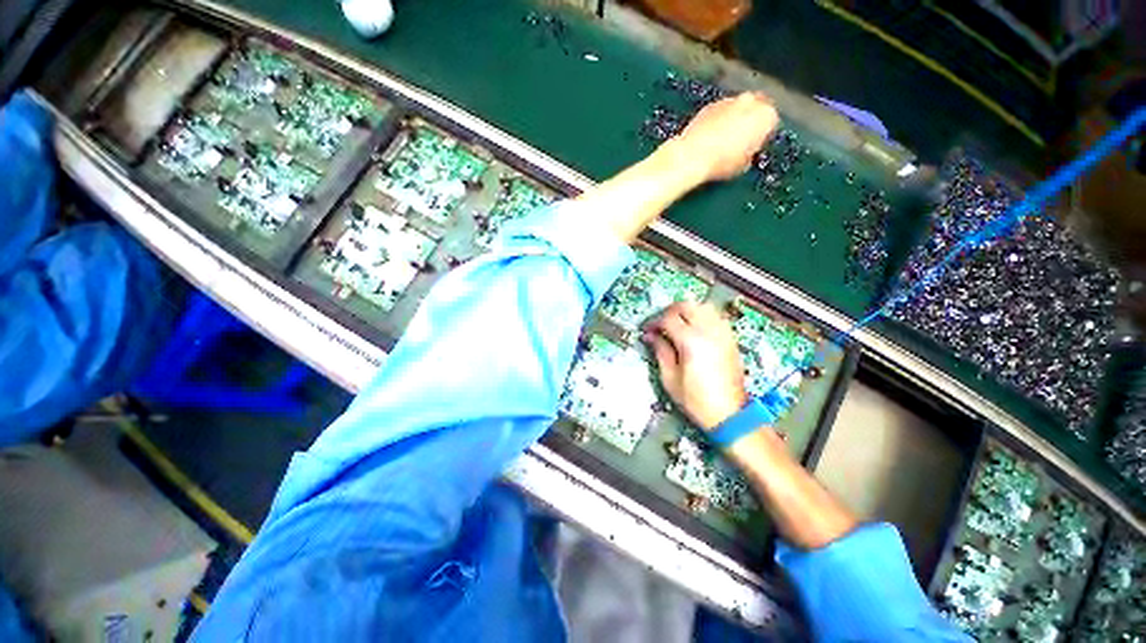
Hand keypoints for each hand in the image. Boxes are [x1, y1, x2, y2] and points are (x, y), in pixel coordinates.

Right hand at [643, 302, 746, 429]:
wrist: (729, 414)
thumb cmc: (697, 400)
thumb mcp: (670, 378)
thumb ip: (660, 351)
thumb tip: (650, 336)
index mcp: (691, 342)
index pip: (668, 319)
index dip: (654, 322)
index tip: (647, 331)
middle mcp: (709, 332)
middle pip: (687, 305)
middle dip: (670, 311)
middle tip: (660, 323)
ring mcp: (722, 334)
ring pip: (703, 306)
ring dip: (687, 310)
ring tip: (677, 323)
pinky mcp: (730, 339)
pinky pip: (716, 316)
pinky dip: (703, 316)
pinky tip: (695, 328)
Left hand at [665, 92, 779, 183]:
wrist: (692, 156)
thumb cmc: (721, 162)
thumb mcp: (744, 165)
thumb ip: (751, 153)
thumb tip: (746, 154)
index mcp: (766, 115)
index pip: (772, 122)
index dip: (762, 136)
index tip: (755, 146)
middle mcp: (750, 101)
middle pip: (755, 109)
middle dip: (749, 122)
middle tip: (740, 141)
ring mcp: (729, 100)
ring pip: (736, 109)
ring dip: (733, 120)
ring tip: (722, 142)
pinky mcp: (709, 105)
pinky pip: (719, 113)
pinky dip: (717, 122)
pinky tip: (709, 138)